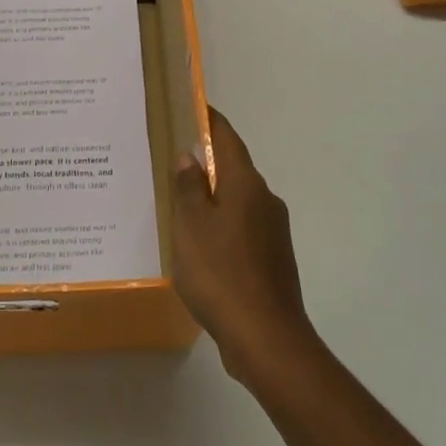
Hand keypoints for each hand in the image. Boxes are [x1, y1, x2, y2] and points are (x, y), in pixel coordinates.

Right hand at [172, 108, 315, 383]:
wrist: (266, 338)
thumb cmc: (220, 273)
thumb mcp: (190, 226)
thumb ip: (189, 188)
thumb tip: (191, 156)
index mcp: (245, 185)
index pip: (227, 138)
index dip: (210, 121)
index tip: (193, 107)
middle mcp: (265, 200)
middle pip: (234, 169)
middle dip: (207, 163)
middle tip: (172, 161)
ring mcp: (273, 231)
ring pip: (238, 201)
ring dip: (213, 198)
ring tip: (180, 204)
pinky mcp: (273, 259)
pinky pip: (242, 228)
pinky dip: (221, 225)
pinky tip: (200, 245)